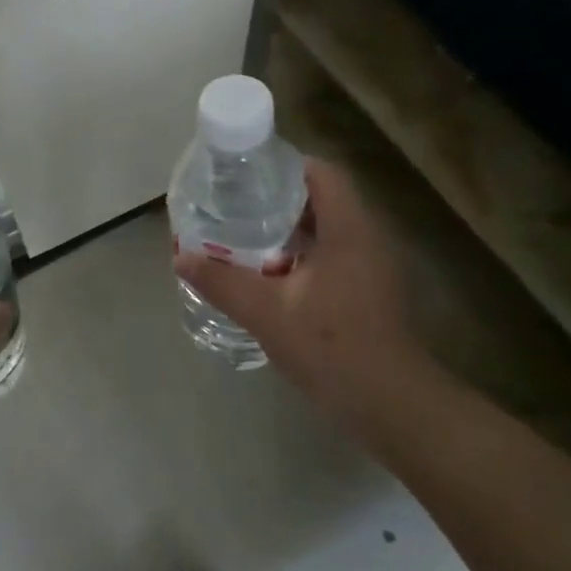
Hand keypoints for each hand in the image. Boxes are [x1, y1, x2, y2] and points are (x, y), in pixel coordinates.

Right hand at [175, 157, 438, 434]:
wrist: (389, 403)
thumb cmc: (331, 348)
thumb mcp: (266, 313)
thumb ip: (222, 282)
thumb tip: (181, 257)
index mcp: (348, 230)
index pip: (321, 173)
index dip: (283, 166)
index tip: (245, 175)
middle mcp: (367, 237)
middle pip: (323, 197)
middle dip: (278, 198)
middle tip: (235, 206)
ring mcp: (374, 265)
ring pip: (329, 228)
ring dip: (290, 228)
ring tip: (245, 235)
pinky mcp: (372, 289)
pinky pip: (334, 253)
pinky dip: (303, 253)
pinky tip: (272, 274)